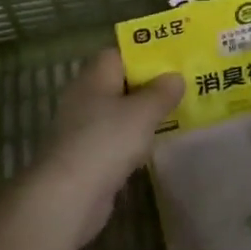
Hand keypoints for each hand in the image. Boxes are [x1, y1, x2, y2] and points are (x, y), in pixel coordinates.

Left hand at [28, 49, 182, 248]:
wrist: (69, 195)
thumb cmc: (107, 141)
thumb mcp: (143, 112)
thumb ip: (161, 93)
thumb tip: (175, 76)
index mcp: (94, 76)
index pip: (118, 54)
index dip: (144, 56)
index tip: (172, 63)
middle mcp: (84, 96)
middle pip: (118, 83)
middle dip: (147, 87)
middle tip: (180, 90)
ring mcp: (82, 127)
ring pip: (117, 113)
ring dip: (140, 116)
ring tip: (174, 117)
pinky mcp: (85, 155)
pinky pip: (114, 139)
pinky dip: (131, 141)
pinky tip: (151, 148)